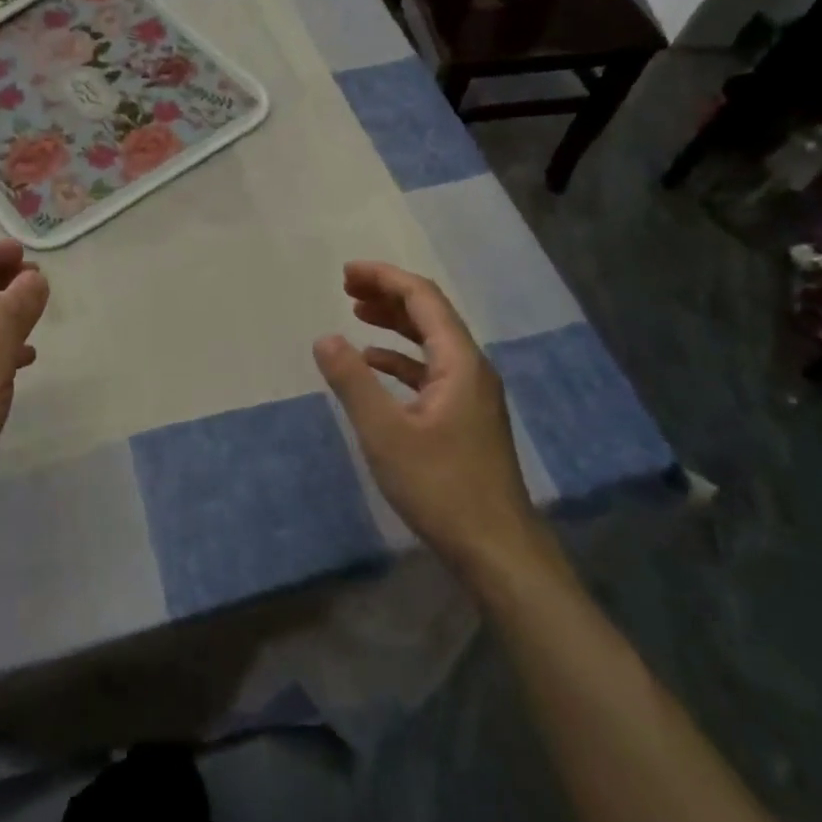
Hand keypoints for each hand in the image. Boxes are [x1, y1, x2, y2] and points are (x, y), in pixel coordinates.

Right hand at [313, 261, 542, 574]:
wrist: (497, 549)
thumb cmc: (440, 486)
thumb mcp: (385, 432)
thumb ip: (352, 382)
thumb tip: (325, 338)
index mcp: (459, 361)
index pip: (423, 298)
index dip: (384, 278)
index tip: (346, 273)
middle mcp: (471, 368)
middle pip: (429, 314)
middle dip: (388, 294)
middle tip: (346, 287)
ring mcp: (471, 394)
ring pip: (431, 342)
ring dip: (394, 323)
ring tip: (356, 313)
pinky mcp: (465, 418)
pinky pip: (431, 370)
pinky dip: (401, 359)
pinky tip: (374, 365)